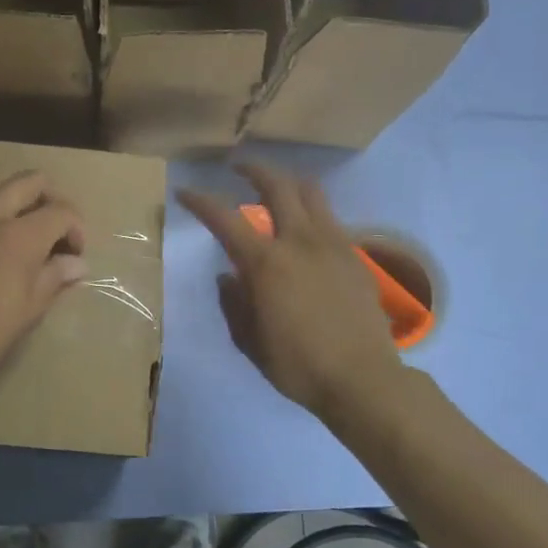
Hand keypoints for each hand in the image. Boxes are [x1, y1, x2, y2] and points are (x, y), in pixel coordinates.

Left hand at [0, 168, 87, 398]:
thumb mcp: (29, 310)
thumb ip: (55, 277)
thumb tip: (77, 264)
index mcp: (20, 235)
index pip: (62, 211)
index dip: (77, 229)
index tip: (75, 254)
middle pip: (32, 181)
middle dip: (52, 200)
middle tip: (55, 231)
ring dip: (19, 193)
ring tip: (24, 223)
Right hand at [180, 164, 401, 417]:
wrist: (362, 379)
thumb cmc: (297, 365)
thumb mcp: (249, 341)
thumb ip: (234, 303)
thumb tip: (229, 276)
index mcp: (266, 263)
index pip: (225, 219)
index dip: (201, 201)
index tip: (185, 193)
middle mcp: (299, 241)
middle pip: (277, 185)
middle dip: (253, 170)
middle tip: (238, 168)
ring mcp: (332, 244)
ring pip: (310, 192)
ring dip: (287, 183)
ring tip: (275, 189)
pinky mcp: (354, 255)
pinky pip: (329, 218)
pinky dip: (311, 211)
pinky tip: (304, 229)